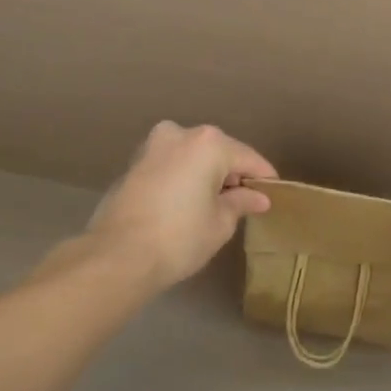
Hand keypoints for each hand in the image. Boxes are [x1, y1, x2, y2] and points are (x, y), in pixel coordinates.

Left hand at [86, 122, 277, 290]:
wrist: (117, 256)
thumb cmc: (179, 237)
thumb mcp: (220, 223)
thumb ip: (241, 202)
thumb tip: (257, 197)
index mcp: (208, 143)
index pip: (248, 158)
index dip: (263, 178)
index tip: (273, 195)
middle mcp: (180, 134)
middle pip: (218, 152)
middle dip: (231, 174)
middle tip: (243, 203)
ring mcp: (152, 146)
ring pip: (191, 156)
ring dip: (205, 175)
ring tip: (214, 205)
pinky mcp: (134, 163)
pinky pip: (170, 165)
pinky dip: (182, 178)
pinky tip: (186, 204)